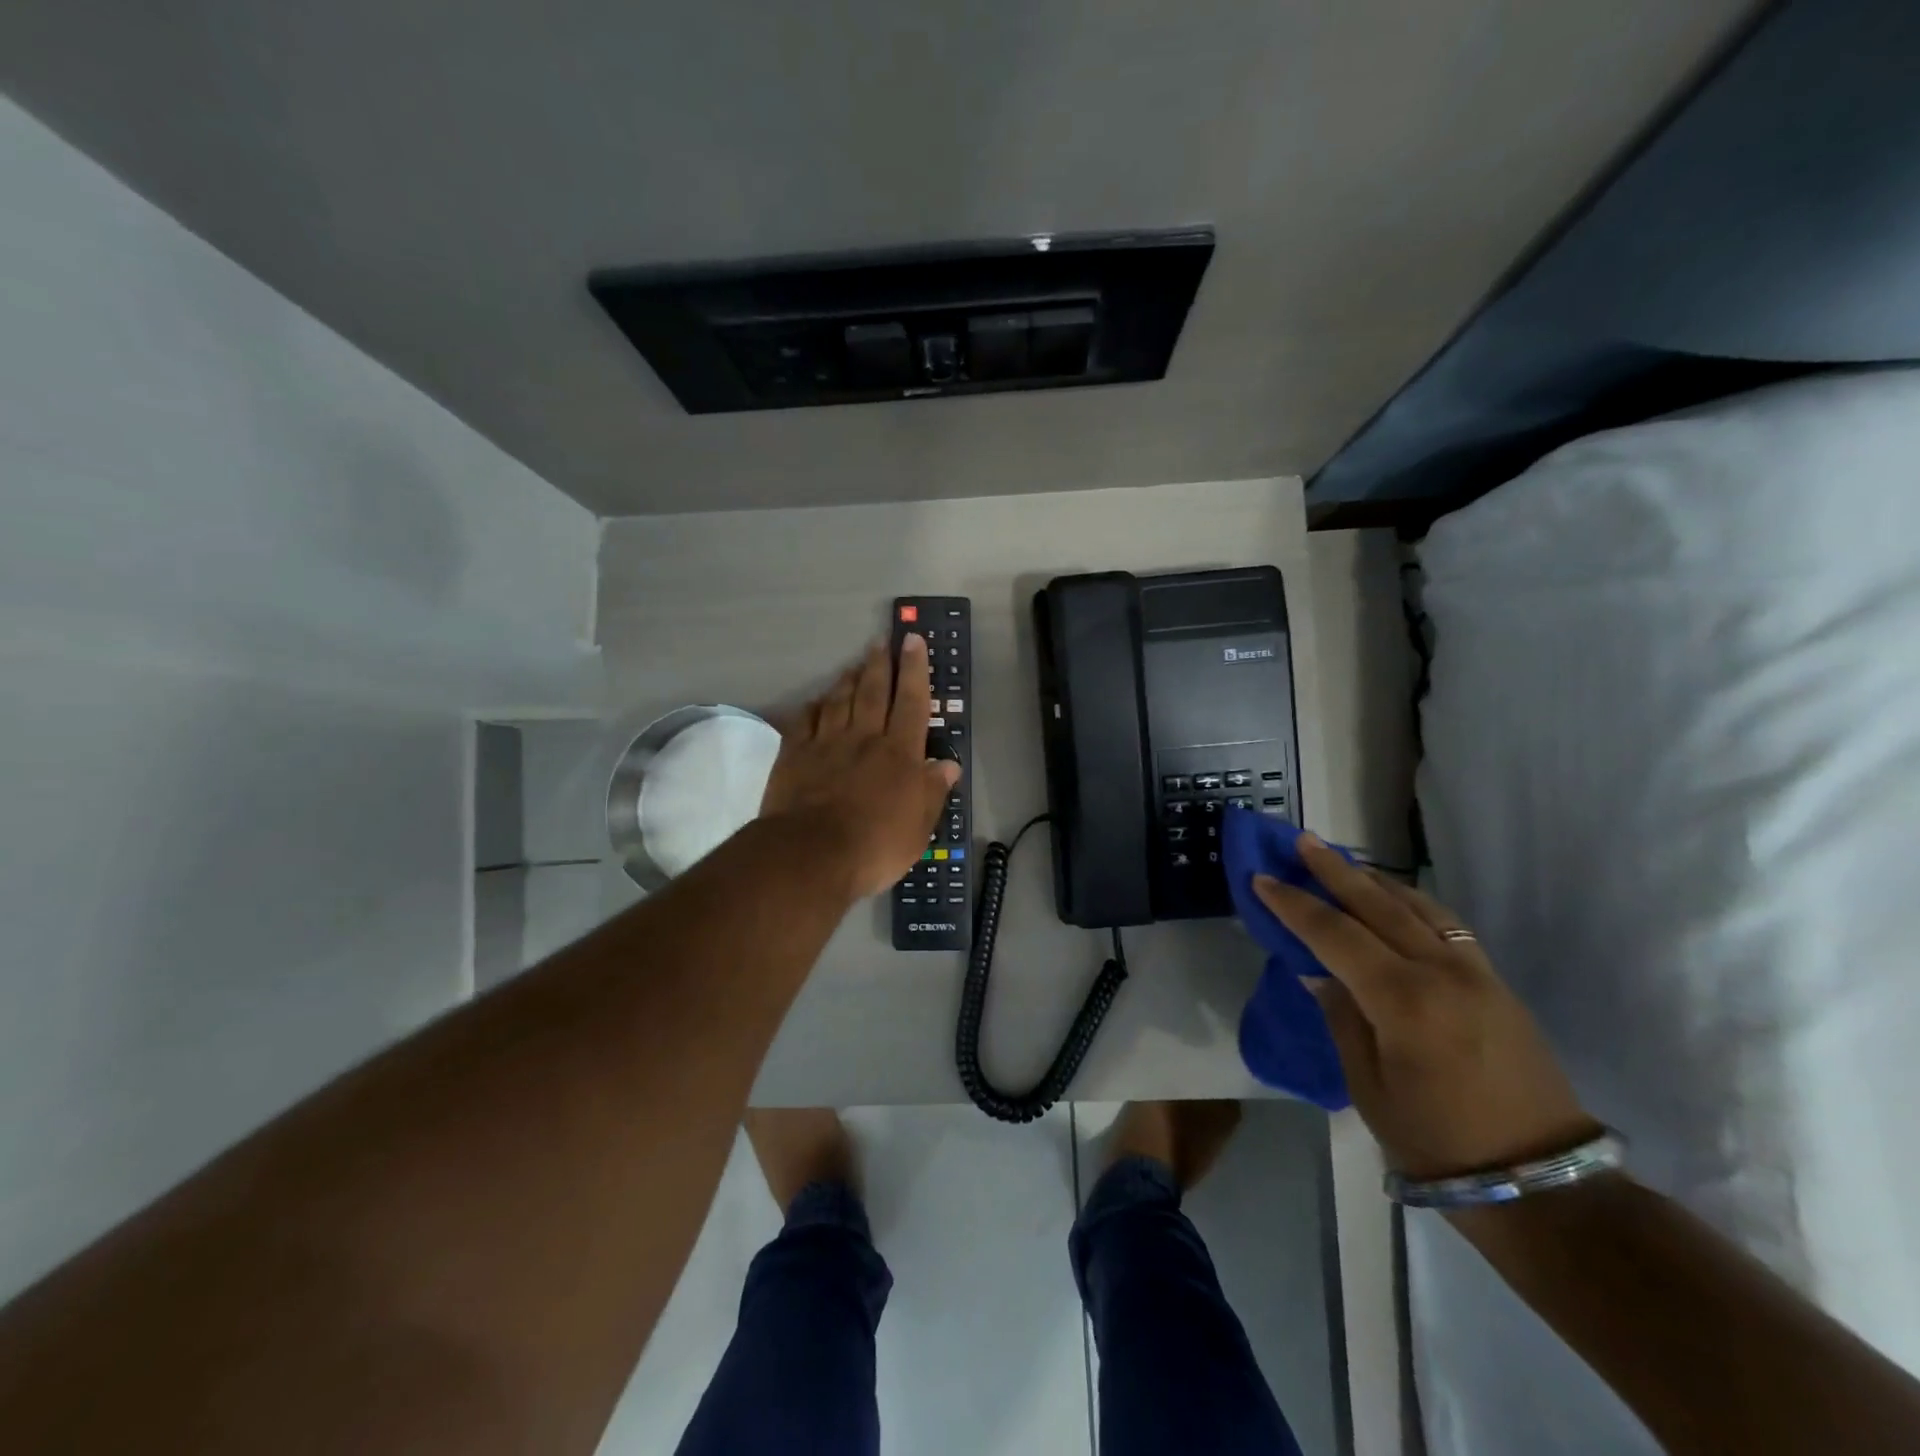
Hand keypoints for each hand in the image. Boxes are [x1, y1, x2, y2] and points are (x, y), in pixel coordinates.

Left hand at [759, 634, 959, 900]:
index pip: (911, 702)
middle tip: (883, 640)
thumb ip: (933, 792)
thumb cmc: (875, 845)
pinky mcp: (794, 755)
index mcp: (899, 753)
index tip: (913, 641)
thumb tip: (949, 765)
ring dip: (848, 678)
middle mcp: (864, 739)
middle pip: (873, 692)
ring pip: (838, 700)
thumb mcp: (919, 827)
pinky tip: (815, 700)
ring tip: (854, 663)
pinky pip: (804, 721)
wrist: (811, 854)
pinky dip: (812, 707)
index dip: (915, 670)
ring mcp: (825, 744)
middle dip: (881, 663)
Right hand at [1254, 837, 1599, 1183]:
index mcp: (1403, 1002)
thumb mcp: (1367, 1084)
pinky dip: (1412, 902)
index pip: (1335, 935)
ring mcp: (1476, 974)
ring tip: (1343, 861)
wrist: (1539, 1182)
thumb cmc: (1435, 1141)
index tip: (1261, 880)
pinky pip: (1446, 925)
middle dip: (1335, 871)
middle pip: (1378, 906)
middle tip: (1302, 842)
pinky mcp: (1495, 983)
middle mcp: (1441, 973)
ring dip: (1375, 880)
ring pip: (1417, 907)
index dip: (1294, 905)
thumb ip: (1341, 1016)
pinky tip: (1394, 898)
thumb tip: (1316, 972)